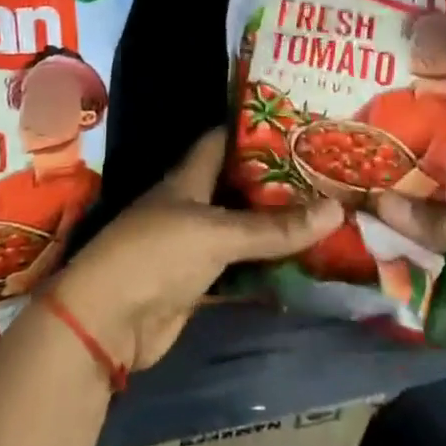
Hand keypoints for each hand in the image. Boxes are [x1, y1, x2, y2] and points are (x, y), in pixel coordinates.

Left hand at [54, 128, 343, 371]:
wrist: (109, 321)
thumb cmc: (157, 254)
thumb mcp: (217, 233)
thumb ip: (274, 227)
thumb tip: (337, 209)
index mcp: (188, 177)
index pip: (223, 140)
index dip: (255, 130)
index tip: (298, 124)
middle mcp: (192, 204)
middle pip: (238, 186)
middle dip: (277, 180)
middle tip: (325, 173)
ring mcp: (195, 245)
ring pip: (243, 229)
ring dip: (275, 225)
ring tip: (325, 212)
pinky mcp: (200, 283)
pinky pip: (241, 267)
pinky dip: (267, 266)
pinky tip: (303, 262)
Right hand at [371, 107, 445, 386]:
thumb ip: (438, 220)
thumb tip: (377, 203)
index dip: (435, 103)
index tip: (388, 92)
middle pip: (441, 163)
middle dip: (402, 156)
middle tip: (353, 141)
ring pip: (433, 208)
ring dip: (400, 203)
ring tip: (350, 185)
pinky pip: (434, 249)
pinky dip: (408, 246)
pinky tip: (369, 236)